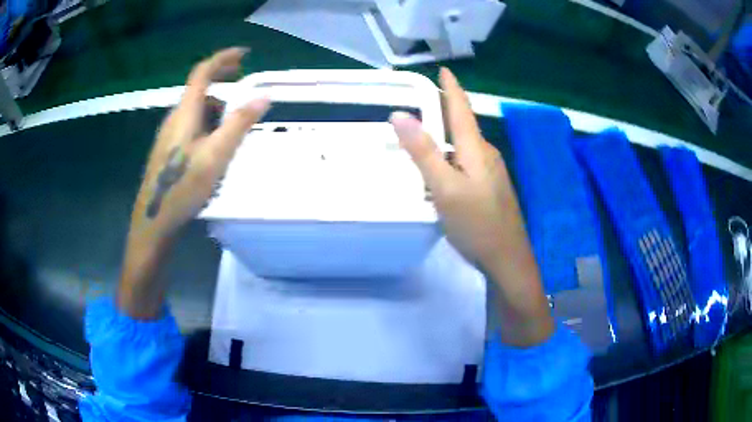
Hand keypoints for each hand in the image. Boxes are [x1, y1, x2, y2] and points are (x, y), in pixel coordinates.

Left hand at [131, 47, 269, 240]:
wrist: (154, 221)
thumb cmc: (183, 188)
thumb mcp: (216, 155)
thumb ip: (239, 123)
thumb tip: (264, 96)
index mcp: (185, 113)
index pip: (203, 72)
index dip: (223, 58)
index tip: (245, 55)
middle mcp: (174, 118)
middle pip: (200, 91)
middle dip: (223, 85)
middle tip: (245, 90)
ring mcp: (168, 135)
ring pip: (196, 111)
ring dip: (217, 110)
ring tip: (234, 129)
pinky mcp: (167, 150)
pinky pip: (190, 126)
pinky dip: (207, 126)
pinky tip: (214, 148)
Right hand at [390, 68, 553, 346]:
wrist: (507, 259)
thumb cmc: (477, 224)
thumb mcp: (444, 188)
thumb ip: (423, 152)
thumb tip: (399, 115)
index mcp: (476, 148)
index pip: (461, 108)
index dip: (451, 88)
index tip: (443, 70)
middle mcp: (486, 155)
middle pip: (463, 125)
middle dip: (445, 109)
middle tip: (421, 102)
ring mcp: (491, 173)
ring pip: (464, 146)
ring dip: (445, 135)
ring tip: (423, 133)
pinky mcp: (489, 189)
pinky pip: (466, 163)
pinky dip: (450, 157)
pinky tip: (439, 170)